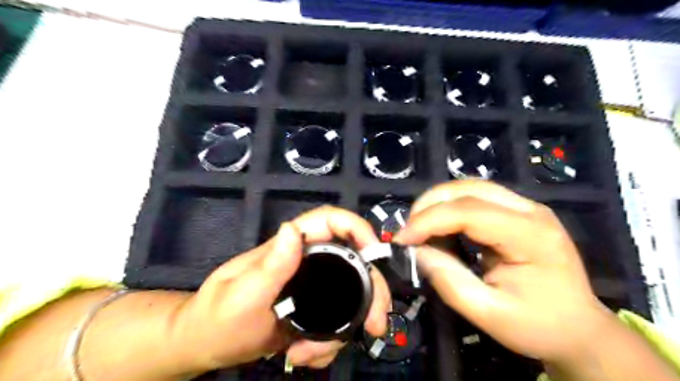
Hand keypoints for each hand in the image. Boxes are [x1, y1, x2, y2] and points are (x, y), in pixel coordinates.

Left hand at [173, 206, 389, 371]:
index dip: (358, 228)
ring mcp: (313, 285)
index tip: (376, 254)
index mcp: (291, 246)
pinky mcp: (314, 307)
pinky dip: (330, 341)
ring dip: (345, 327)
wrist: (207, 344)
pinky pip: (337, 319)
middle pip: (354, 262)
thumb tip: (294, 229)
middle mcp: (307, 261)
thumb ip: (270, 265)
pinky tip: (306, 355)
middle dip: (370, 292)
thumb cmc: (218, 317)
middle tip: (375, 325)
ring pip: (350, 296)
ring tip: (313, 353)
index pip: (331, 221)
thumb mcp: (242, 295)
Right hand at [394, 181, 610, 364]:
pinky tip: (440, 228)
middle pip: (468, 188)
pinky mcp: (517, 211)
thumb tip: (418, 252)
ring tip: (420, 229)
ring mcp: (526, 206)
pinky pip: (475, 197)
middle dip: (429, 205)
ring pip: (469, 187)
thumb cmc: (539, 326)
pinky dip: (449, 208)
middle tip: (409, 232)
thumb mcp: (489, 314)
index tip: (402, 240)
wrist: (580, 328)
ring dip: (437, 203)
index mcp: (531, 236)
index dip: (429, 221)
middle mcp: (530, 210)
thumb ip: (449, 281)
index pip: (469, 212)